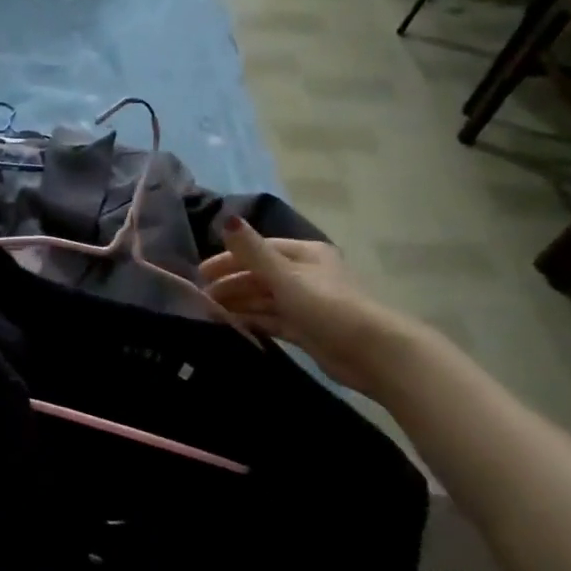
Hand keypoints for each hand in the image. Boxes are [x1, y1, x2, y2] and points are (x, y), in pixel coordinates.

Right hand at [200, 219, 424, 397]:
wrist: (369, 351)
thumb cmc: (326, 305)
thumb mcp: (285, 275)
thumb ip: (252, 251)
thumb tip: (226, 218)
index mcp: (305, 254)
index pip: (259, 250)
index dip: (229, 259)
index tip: (201, 273)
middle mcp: (305, 274)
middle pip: (260, 275)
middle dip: (230, 283)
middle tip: (201, 297)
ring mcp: (305, 303)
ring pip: (264, 298)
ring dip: (238, 303)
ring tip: (209, 312)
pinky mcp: (305, 328)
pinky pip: (271, 319)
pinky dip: (251, 320)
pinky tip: (230, 325)